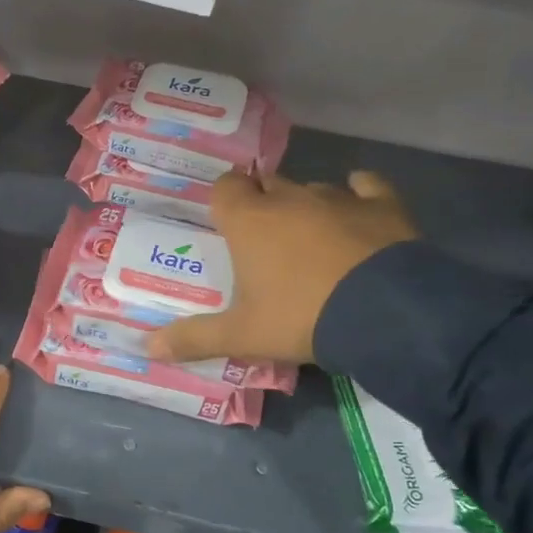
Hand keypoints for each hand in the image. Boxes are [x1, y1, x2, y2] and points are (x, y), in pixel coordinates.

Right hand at [148, 170, 417, 366]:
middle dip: (262, 203)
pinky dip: (361, 192)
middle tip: (264, 239)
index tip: (226, 223)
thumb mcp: (242, 336)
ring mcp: (338, 198)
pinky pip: (367, 186)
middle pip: (266, 185)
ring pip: (312, 188)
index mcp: (249, 221)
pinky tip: (359, 204)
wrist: (386, 314)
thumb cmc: (300, 317)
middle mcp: (289, 199)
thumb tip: (146, 348)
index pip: (225, 188)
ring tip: (310, 238)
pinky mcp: (382, 206)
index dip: (223, 201)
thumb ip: (194, 338)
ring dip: (306, 206)